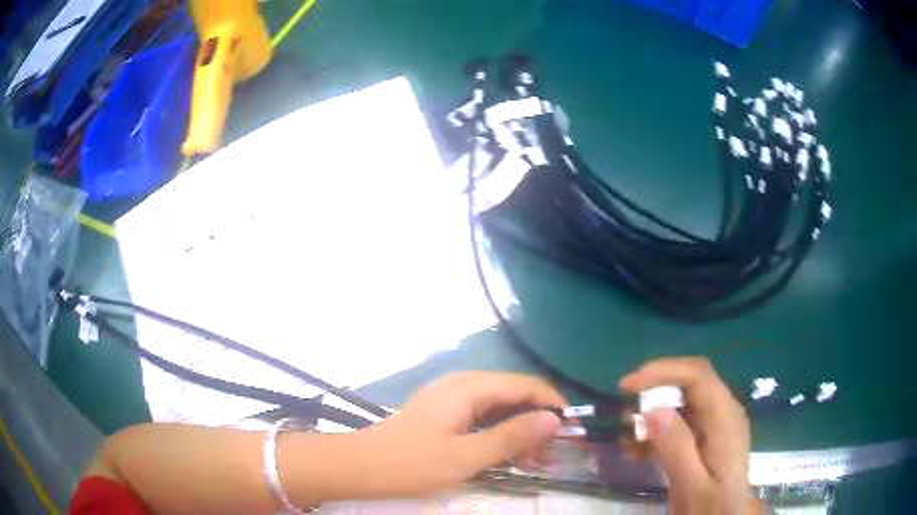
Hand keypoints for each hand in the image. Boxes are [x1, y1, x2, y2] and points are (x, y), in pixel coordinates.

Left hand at [356, 371, 565, 497]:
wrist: (361, 466)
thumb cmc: (411, 464)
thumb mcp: (466, 456)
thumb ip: (511, 437)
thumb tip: (554, 420)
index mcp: (468, 388)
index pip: (525, 385)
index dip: (552, 404)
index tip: (571, 432)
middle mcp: (462, 385)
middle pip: (514, 395)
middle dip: (537, 423)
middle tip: (552, 456)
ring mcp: (451, 399)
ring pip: (499, 409)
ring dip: (520, 432)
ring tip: (536, 462)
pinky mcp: (444, 414)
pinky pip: (482, 419)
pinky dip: (500, 436)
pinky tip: (509, 457)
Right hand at [620, 357, 750, 514]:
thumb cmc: (713, 506)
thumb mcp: (693, 486)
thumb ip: (678, 449)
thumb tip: (652, 409)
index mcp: (725, 418)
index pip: (697, 375)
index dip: (662, 371)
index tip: (627, 387)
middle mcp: (722, 413)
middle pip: (689, 383)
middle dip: (654, 390)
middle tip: (624, 411)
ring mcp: (715, 424)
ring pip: (682, 401)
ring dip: (652, 412)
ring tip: (627, 437)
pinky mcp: (705, 438)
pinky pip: (680, 422)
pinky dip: (656, 430)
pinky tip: (638, 451)